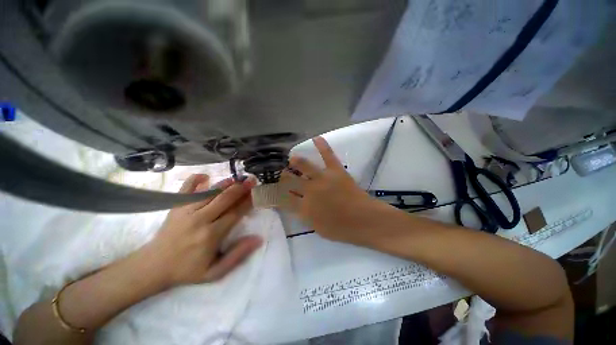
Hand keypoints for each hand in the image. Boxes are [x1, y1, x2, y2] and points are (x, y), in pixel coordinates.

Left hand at [146, 174, 262, 286]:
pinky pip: (185, 189)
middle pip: (225, 199)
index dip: (247, 202)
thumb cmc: (187, 270)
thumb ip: (238, 255)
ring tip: (238, 178)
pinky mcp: (175, 207)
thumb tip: (258, 239)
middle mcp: (200, 219)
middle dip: (240, 188)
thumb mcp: (215, 272)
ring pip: (210, 192)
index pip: (235, 213)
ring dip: (226, 183)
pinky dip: (195, 180)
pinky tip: (205, 175)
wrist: (153, 266)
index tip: (257, 193)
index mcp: (211, 235)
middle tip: (252, 180)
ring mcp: (185, 211)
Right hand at [283, 137, 390, 243]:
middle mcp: (309, 191)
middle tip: (283, 174)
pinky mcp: (336, 171)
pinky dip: (322, 145)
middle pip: (290, 180)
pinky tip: (316, 138)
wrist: (365, 220)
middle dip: (284, 176)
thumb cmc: (342, 229)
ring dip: (296, 161)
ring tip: (292, 158)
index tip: (275, 191)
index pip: (284, 199)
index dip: (277, 194)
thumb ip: (305, 216)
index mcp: (304, 208)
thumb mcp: (318, 229)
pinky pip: (328, 155)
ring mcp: (323, 179)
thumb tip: (298, 206)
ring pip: (304, 165)